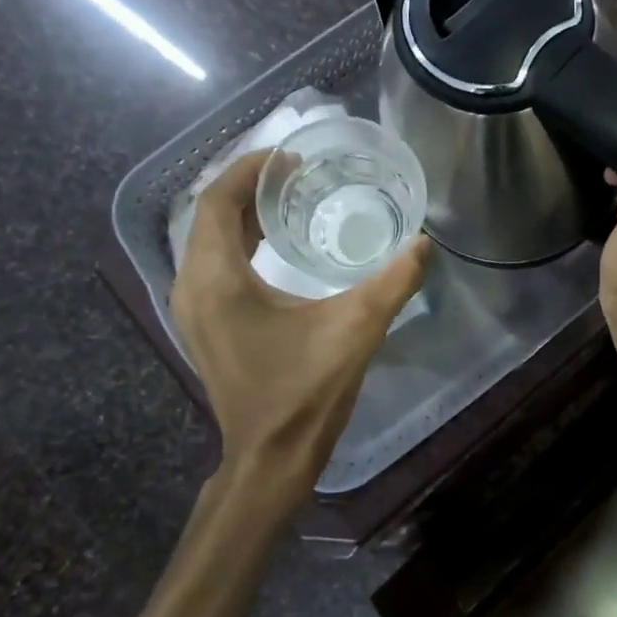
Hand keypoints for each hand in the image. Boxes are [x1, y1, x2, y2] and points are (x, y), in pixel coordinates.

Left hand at [170, 152, 429, 495]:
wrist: (271, 458)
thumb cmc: (305, 392)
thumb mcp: (356, 329)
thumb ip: (393, 281)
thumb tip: (424, 243)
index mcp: (217, 278)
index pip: (217, 201)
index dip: (250, 170)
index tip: (290, 157)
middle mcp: (192, 287)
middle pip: (209, 217)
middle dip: (249, 189)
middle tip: (297, 175)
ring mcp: (193, 310)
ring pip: (209, 242)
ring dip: (243, 216)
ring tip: (290, 201)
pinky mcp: (205, 327)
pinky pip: (213, 266)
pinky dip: (239, 244)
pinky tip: (276, 247)